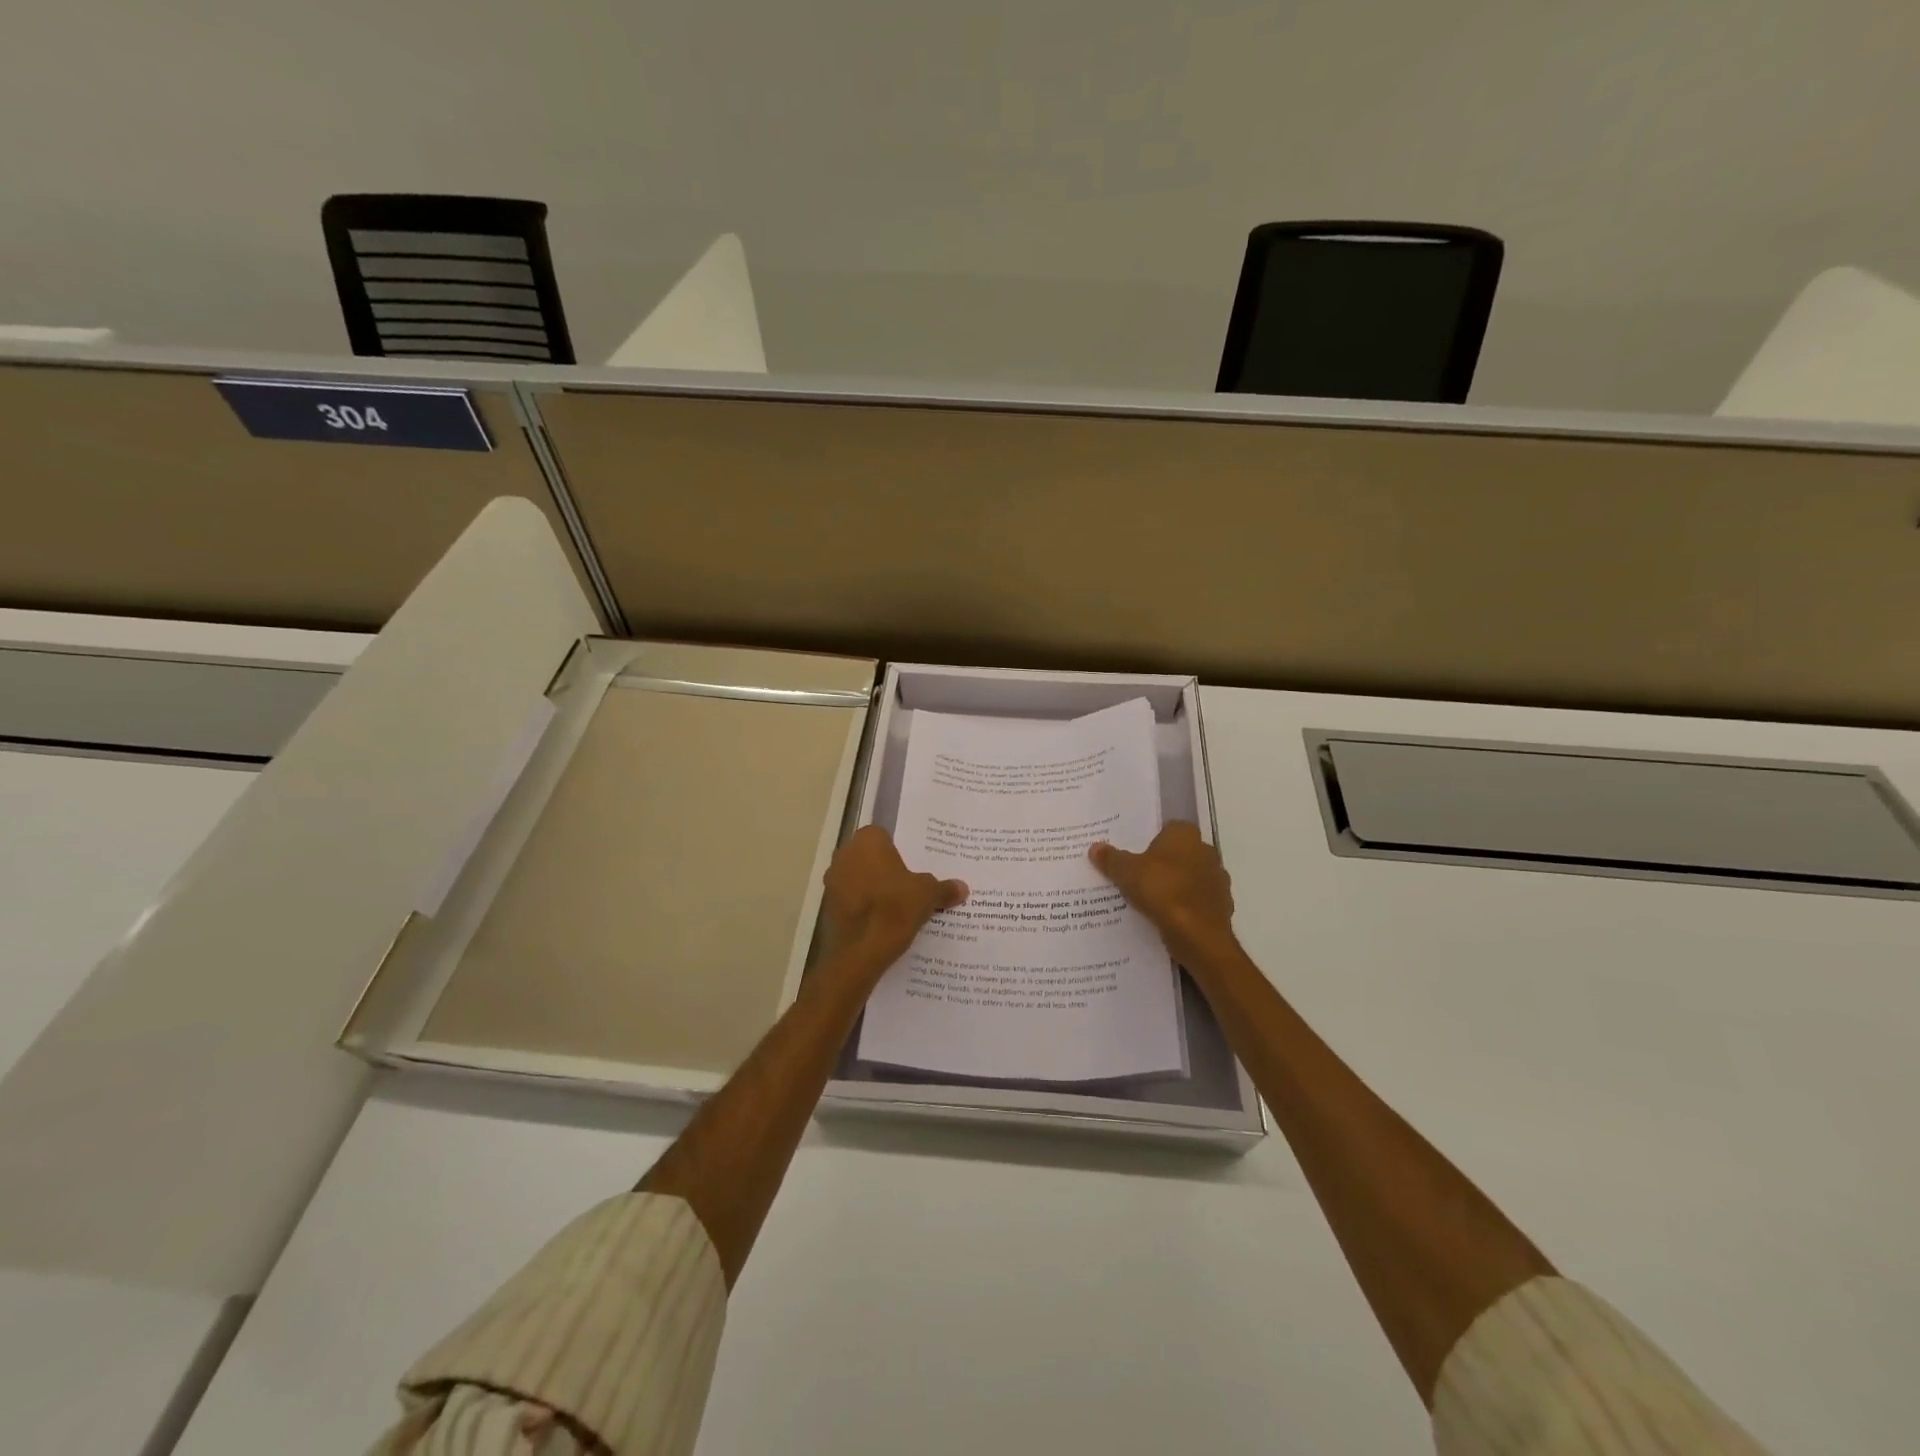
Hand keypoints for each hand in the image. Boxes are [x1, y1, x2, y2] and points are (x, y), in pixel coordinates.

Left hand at [820, 826, 966, 979]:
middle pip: (869, 856)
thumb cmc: (894, 909)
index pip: (884, 835)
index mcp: (867, 841)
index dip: (898, 850)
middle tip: (908, 884)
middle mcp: (844, 854)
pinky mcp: (828, 906)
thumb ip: (943, 888)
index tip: (912, 865)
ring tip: (896, 904)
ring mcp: (832, 880)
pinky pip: (850, 898)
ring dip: (872, 887)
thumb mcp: (927, 895)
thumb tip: (962, 887)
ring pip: (858, 877)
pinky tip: (881, 920)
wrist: (861, 952)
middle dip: (885, 868)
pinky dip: (863, 906)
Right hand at [1089, 821, 1237, 969]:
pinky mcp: (1221, 906)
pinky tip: (1166, 917)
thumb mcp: (1126, 872)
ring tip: (1148, 899)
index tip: (1133, 853)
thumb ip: (1112, 859)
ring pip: (1189, 878)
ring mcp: (1217, 880)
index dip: (1149, 839)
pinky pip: (1196, 901)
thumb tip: (1095, 847)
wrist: (1198, 934)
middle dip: (1161, 863)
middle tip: (1136, 875)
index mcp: (1185, 835)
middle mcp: (1206, 851)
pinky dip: (1183, 907)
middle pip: (1178, 853)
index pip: (1167, 828)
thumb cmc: (1162, 890)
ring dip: (1174, 886)